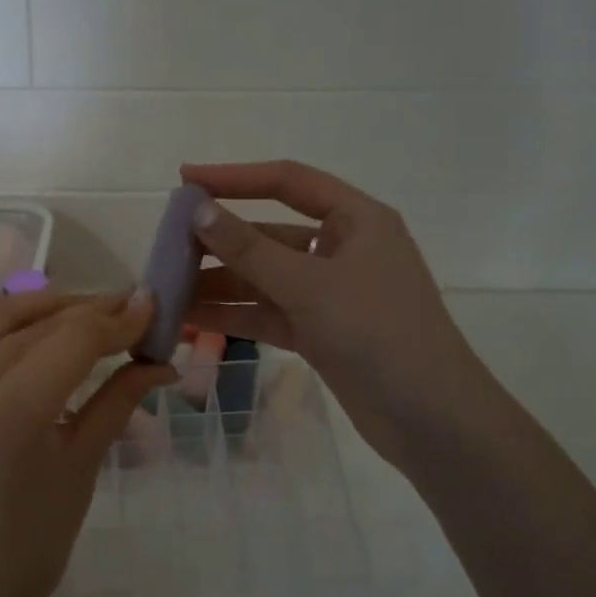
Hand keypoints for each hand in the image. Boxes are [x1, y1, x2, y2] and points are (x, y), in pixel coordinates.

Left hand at [0, 290, 175, 596]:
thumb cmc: (36, 538)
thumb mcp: (84, 462)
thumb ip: (120, 398)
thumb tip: (162, 361)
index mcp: (14, 409)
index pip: (75, 340)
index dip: (118, 321)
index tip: (151, 309)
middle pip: (39, 324)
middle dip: (90, 311)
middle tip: (129, 309)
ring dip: (41, 304)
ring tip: (80, 309)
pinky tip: (5, 310)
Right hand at [181, 160, 507, 468]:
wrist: (429, 419)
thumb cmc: (378, 333)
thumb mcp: (310, 285)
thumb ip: (250, 250)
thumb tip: (198, 209)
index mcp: (356, 220)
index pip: (288, 182)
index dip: (235, 177)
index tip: (185, 178)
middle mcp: (341, 250)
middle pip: (268, 235)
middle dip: (219, 243)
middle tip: (165, 248)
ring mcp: (329, 294)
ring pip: (263, 279)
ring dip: (218, 284)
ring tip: (167, 290)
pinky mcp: (319, 332)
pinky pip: (267, 313)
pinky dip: (233, 315)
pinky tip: (191, 319)